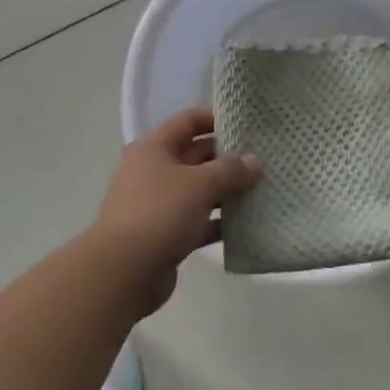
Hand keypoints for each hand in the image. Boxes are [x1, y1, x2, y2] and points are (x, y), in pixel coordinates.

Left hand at [91, 108, 260, 312]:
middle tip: (265, 160)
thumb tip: (254, 161)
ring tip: (264, 190)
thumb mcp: (200, 185)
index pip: (187, 122)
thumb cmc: (160, 213)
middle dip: (228, 158)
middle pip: (195, 156)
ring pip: (199, 191)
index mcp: (153, 149)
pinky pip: (198, 222)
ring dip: (227, 192)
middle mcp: (153, 172)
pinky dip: (219, 222)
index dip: (215, 118)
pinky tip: (249, 225)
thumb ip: (230, 170)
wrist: (125, 271)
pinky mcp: (166, 235)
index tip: (247, 123)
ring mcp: (158, 206)